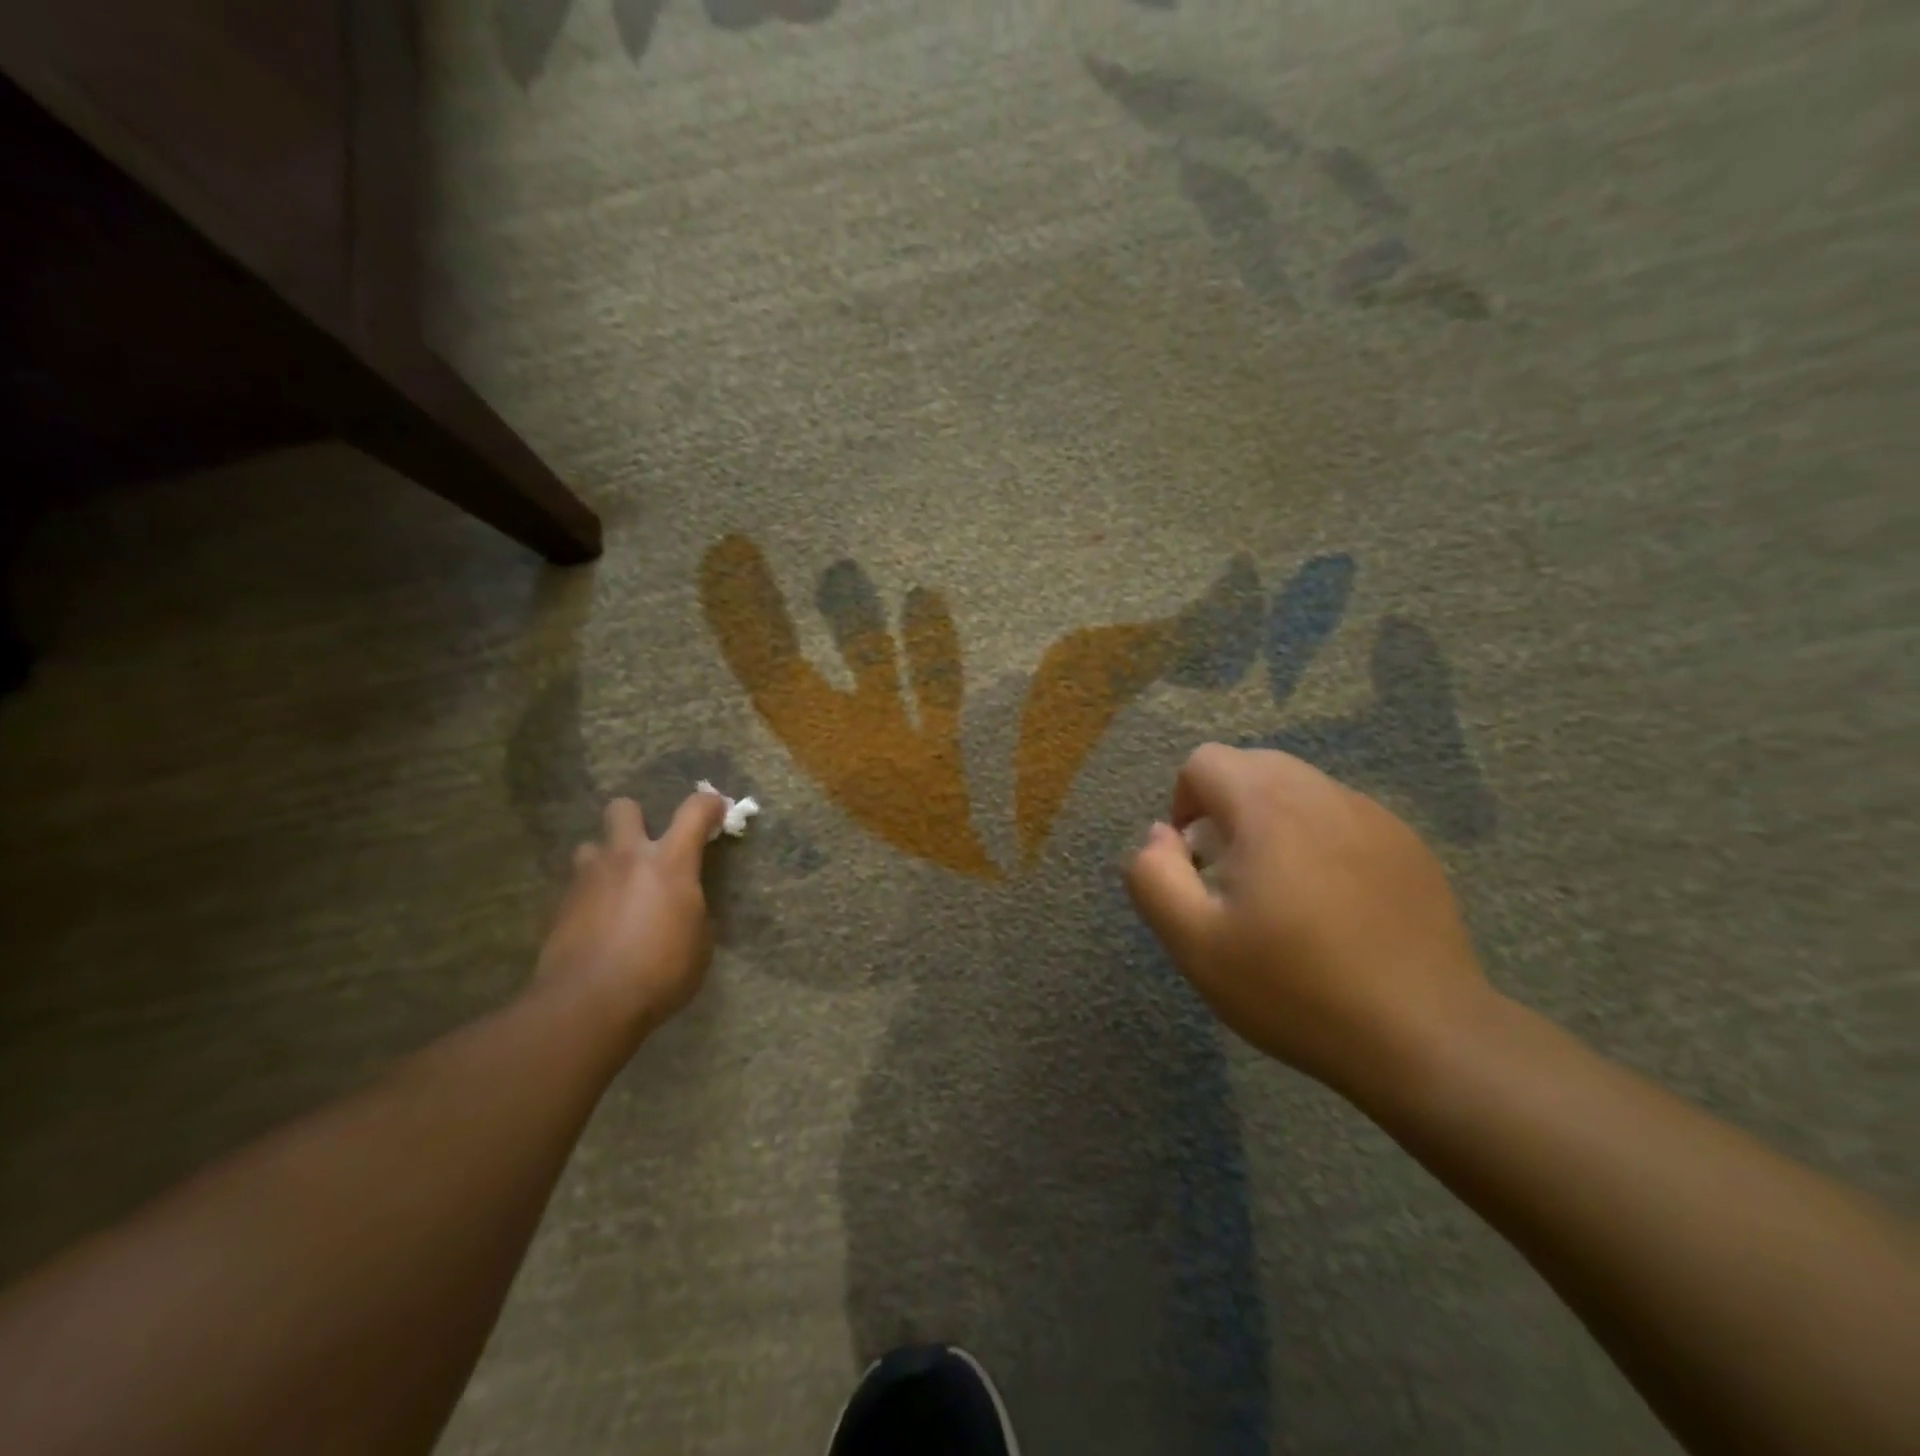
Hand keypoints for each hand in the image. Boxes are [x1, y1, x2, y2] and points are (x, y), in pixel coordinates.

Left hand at [536, 792, 727, 1035]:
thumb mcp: (699, 944)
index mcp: (671, 863)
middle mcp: (627, 858)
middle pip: (624, 808)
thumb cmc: (660, 972)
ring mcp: (588, 879)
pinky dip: (590, 898)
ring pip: (591, 846)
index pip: (695, 811)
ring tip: (615, 888)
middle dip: (636, 819)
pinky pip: (576, 887)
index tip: (717, 810)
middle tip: (646, 848)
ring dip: (606, 860)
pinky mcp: (560, 906)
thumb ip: (692, 912)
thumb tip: (684, 908)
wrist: (589, 1003)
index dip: (709, 804)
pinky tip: (598, 925)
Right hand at [1126, 744, 1490, 1099]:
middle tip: (1230, 877)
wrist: (1425, 1038)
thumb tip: (1159, 835)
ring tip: (1280, 894)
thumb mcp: (1195, 943)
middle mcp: (1324, 794)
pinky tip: (1332, 907)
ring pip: (1300, 790)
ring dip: (1272, 822)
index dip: (1182, 804)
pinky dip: (1318, 841)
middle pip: (1253, 767)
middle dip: (1225, 808)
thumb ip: (1153, 876)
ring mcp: (1375, 818)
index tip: (1194, 863)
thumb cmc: (1294, 989)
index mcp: (1269, 807)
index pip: (1205, 762)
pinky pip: (1343, 819)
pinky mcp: (1410, 847)